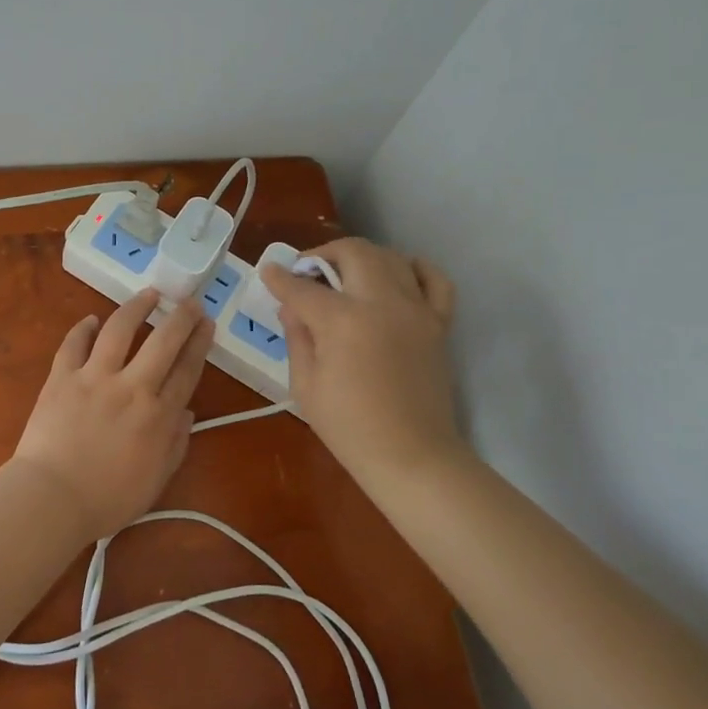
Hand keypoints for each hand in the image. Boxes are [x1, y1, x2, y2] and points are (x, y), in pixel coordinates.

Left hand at [9, 290, 215, 542]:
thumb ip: (175, 444)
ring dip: (137, 307)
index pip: (187, 370)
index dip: (200, 344)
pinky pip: (73, 344)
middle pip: (163, 341)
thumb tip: (187, 413)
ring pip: (119, 329)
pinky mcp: (62, 377)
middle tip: (190, 301)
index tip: (207, 324)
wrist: (51, 498)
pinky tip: (92, 320)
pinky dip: (83, 328)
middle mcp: (131, 386)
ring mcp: (94, 377)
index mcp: (158, 415)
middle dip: (181, 316)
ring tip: (149, 293)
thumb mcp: (155, 481)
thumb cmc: (107, 499)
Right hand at [260, 238, 464, 484]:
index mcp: (342, 321)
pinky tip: (397, 277)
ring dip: (361, 258)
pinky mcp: (438, 322)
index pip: (302, 287)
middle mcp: (381, 302)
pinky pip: (434, 279)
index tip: (269, 273)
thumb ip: (297, 337)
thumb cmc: (349, 427)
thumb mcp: (305, 385)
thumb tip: (292, 307)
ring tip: (345, 276)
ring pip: (389, 256)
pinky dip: (414, 269)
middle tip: (308, 273)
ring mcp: (415, 309)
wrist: (412, 456)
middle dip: (323, 254)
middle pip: (352, 252)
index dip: (280, 278)